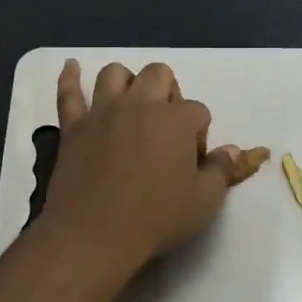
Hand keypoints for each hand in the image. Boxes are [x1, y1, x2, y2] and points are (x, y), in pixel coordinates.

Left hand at [39, 59, 246, 283]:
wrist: (94, 234)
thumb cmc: (156, 218)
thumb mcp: (205, 201)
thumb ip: (221, 170)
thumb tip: (233, 150)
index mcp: (175, 119)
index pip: (198, 111)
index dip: (200, 134)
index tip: (193, 161)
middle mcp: (140, 105)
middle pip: (159, 75)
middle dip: (169, 93)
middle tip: (167, 127)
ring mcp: (102, 113)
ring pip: (114, 74)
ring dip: (127, 82)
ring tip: (131, 104)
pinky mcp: (73, 128)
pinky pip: (69, 94)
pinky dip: (70, 78)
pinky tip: (72, 66)